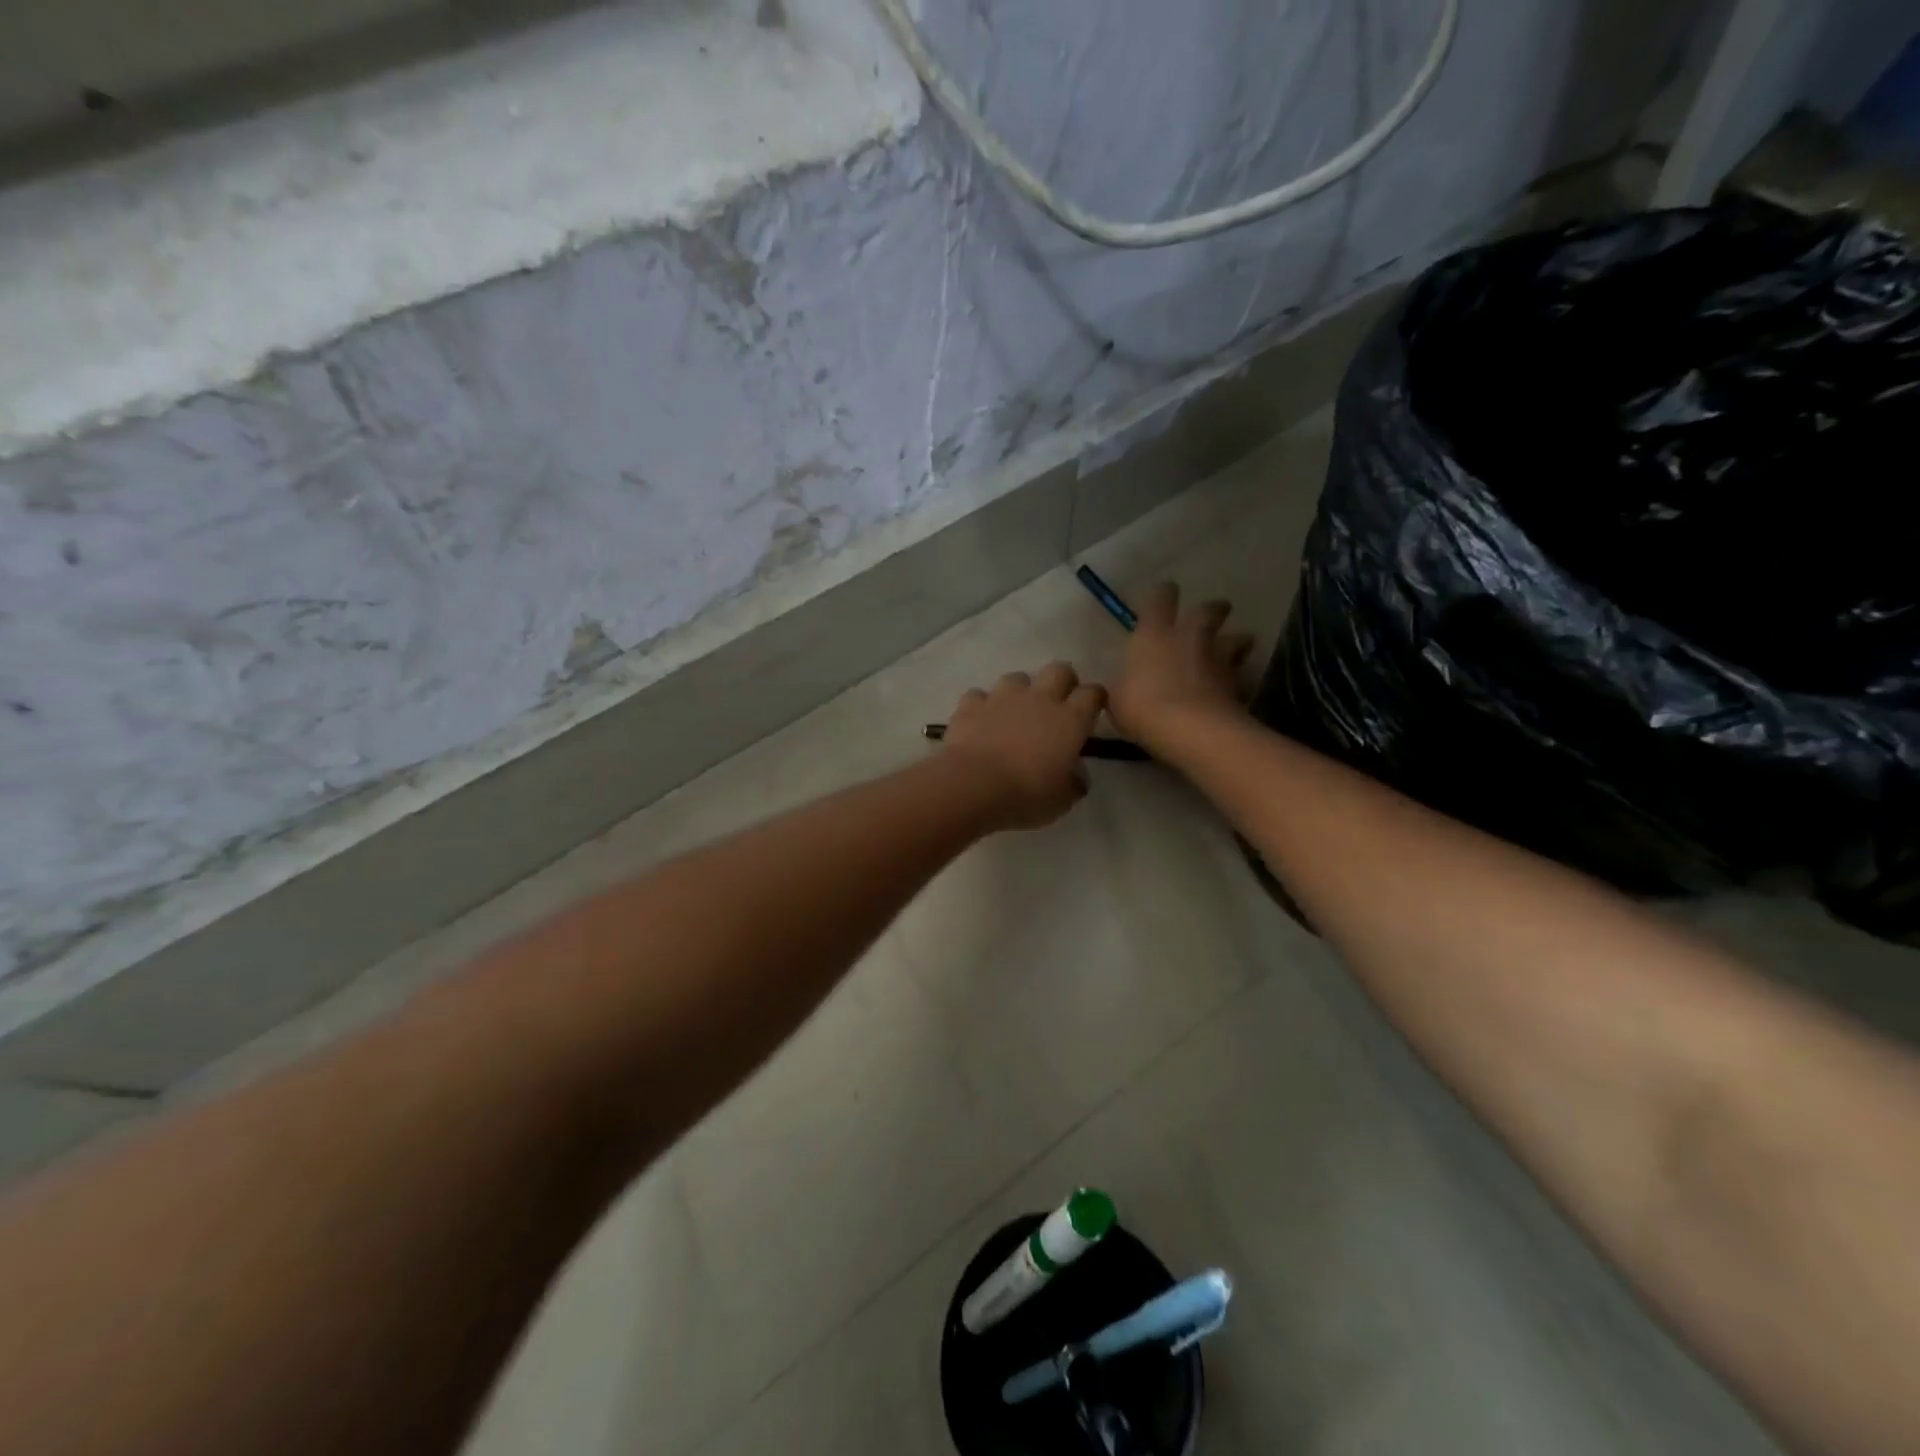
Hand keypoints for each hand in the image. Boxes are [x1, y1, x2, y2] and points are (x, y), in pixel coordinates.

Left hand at [941, 662, 1106, 829]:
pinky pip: (979, 696)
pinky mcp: (971, 704)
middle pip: (1059, 670)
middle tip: (1058, 701)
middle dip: (1062, 680)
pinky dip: (982, 706)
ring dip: (1020, 691)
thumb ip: (1074, 783)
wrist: (973, 785)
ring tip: (1015, 711)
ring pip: (1017, 678)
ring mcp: (1002, 697)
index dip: (1095, 698)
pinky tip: (980, 720)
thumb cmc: (1026, 794)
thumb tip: (1077, 776)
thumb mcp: (1062, 800)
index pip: (1092, 694)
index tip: (1093, 709)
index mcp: (1070, 720)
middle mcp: (1039, 699)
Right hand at [1108, 582, 1254, 748]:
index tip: (1164, 594)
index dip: (1162, 595)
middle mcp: (1189, 638)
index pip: (1160, 599)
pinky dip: (1239, 681)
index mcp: (1154, 635)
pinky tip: (1237, 689)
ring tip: (1239, 646)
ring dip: (1238, 641)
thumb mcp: (1117, 700)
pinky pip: (1241, 677)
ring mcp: (1217, 660)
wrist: (1191, 730)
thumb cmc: (1143, 708)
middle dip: (1213, 609)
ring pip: (1237, 639)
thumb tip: (1123, 686)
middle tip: (1216, 612)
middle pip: (1208, 610)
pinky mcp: (1237, 685)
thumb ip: (1123, 687)